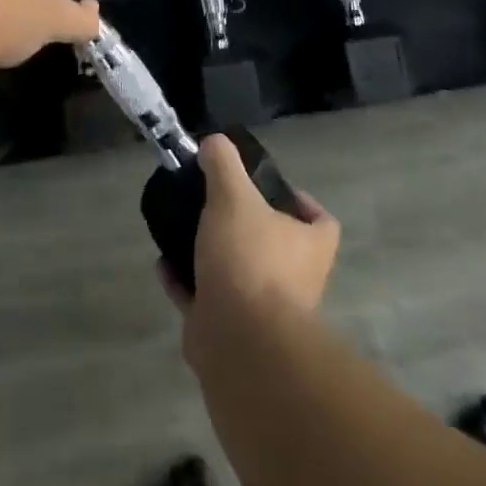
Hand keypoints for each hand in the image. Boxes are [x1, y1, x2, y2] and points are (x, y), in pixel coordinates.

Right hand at [164, 134, 339, 335]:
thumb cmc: (248, 259)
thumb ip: (223, 164)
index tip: (267, 187)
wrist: (238, 343)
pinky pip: (206, 299)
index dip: (300, 202)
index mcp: (309, 247)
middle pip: (276, 245)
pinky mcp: (232, 333)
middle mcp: (296, 280)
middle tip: (217, 204)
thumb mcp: (233, 196)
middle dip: (246, 227)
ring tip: (185, 229)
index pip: (321, 221)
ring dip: (214, 255)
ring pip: (239, 273)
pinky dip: (186, 283)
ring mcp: (264, 312)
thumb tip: (215, 142)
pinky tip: (163, 264)